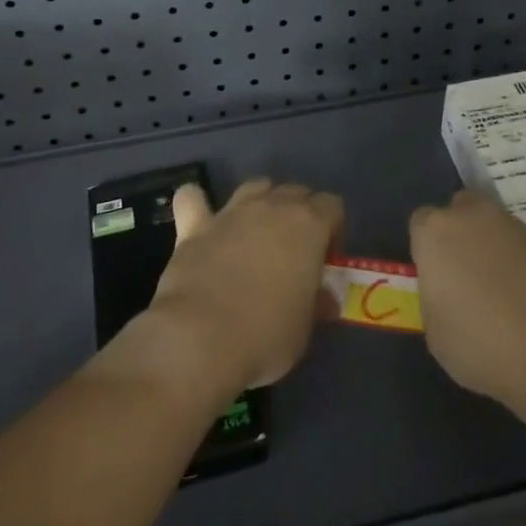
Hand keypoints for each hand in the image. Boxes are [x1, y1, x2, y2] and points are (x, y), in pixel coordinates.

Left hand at [150, 178, 341, 389]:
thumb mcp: (305, 328)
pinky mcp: (194, 226)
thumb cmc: (266, 336)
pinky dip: (197, 202)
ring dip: (261, 201)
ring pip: (255, 186)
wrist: (201, 340)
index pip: (331, 206)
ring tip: (257, 234)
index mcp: (309, 225)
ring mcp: (231, 213)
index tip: (325, 262)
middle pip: (295, 192)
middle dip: (300, 214)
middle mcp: (271, 207)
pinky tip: (200, 219)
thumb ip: (315, 303)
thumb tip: (323, 300)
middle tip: (294, 253)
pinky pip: (192, 198)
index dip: (332, 230)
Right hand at [409, 190, 525, 406]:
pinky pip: (520, 246)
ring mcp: (513, 226)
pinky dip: (519, 262)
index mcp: (435, 232)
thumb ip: (435, 296)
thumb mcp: (435, 330)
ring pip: (492, 225)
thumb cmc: (479, 343)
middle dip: (459, 232)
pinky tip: (524, 297)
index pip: (420, 223)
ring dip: (490, 246)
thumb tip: (447, 290)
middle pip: (459, 209)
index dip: (425, 248)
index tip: (433, 275)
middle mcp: (472, 216)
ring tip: (497, 289)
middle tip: (462, 273)